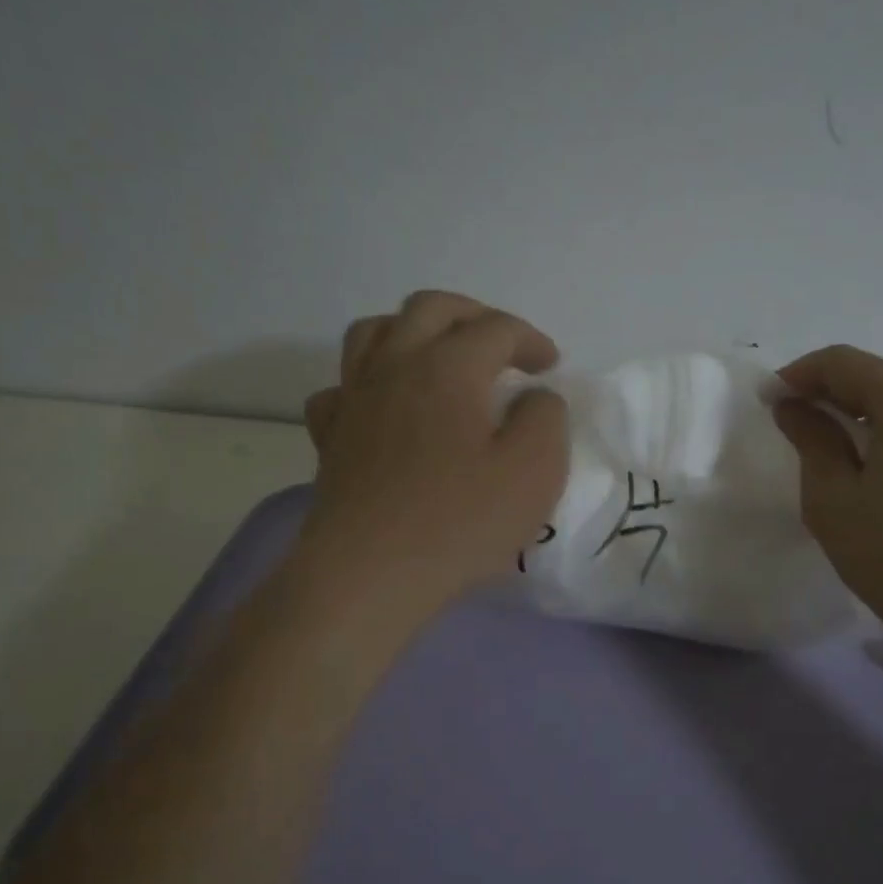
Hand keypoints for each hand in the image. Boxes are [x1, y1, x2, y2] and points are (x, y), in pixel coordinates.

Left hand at [298, 291, 569, 614]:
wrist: (368, 575)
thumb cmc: (459, 521)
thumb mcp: (534, 469)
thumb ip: (545, 417)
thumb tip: (533, 397)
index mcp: (448, 366)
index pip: (496, 328)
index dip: (530, 340)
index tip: (551, 367)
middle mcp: (395, 366)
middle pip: (430, 308)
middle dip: (474, 316)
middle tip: (502, 346)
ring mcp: (355, 398)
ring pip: (375, 331)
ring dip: (414, 331)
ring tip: (439, 357)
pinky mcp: (331, 436)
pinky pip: (342, 386)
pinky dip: (368, 382)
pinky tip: (385, 406)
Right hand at [773, 345, 882, 666]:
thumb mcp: (834, 500)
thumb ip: (811, 441)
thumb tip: (794, 406)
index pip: (844, 362)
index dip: (798, 374)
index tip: (767, 400)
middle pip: (880, 380)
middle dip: (830, 395)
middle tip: (794, 428)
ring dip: (863, 419)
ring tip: (834, 456)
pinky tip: (881, 481)